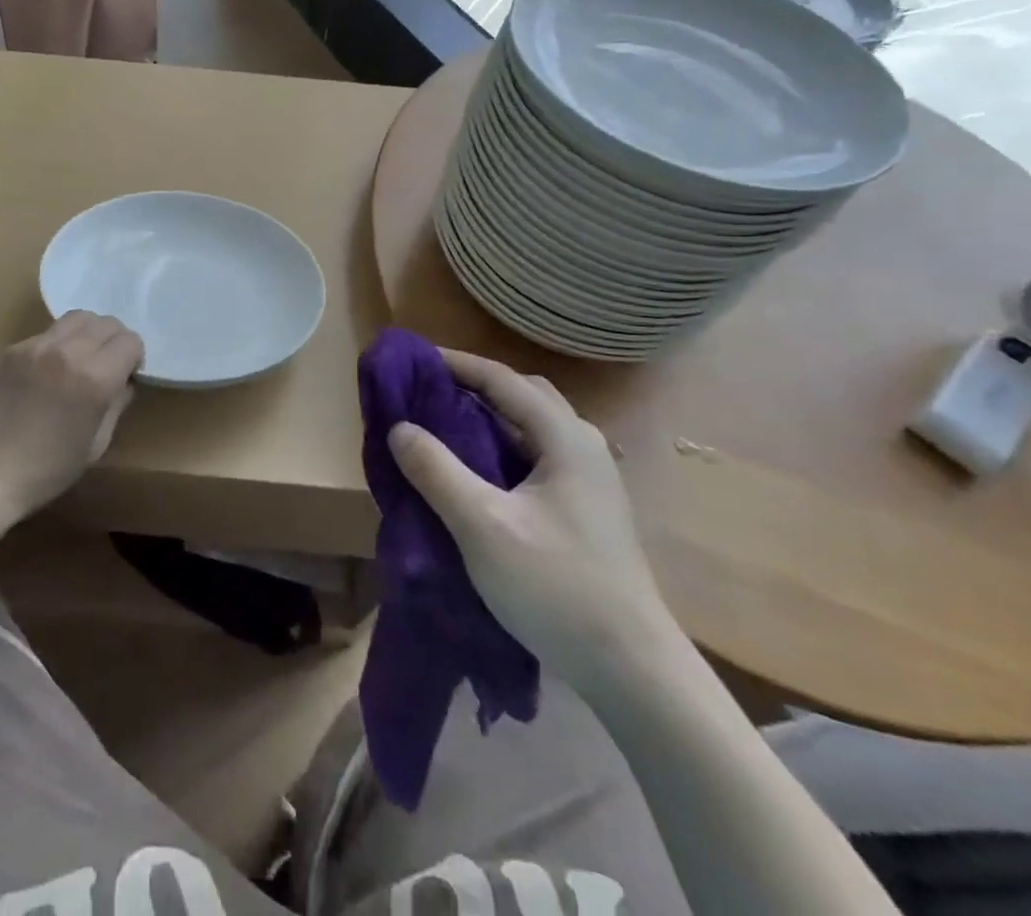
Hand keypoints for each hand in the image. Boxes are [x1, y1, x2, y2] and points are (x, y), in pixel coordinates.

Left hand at [0, 312, 143, 517]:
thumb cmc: (47, 469)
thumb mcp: (97, 443)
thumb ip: (117, 403)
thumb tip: (125, 380)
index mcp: (94, 377)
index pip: (130, 341)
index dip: (134, 358)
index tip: (125, 376)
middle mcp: (67, 352)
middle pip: (106, 322)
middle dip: (113, 342)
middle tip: (105, 366)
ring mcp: (35, 346)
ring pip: (76, 318)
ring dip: (87, 334)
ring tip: (78, 360)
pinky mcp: (11, 349)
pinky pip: (46, 334)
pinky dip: (56, 346)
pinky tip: (45, 373)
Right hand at [389, 349, 676, 698]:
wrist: (631, 670)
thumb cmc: (556, 586)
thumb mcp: (482, 526)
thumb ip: (437, 471)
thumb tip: (399, 427)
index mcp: (565, 438)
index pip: (502, 379)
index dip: (455, 364)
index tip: (412, 360)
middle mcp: (582, 446)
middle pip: (522, 395)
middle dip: (474, 385)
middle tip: (427, 391)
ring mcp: (589, 479)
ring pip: (530, 427)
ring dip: (488, 416)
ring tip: (442, 425)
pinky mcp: (585, 508)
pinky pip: (534, 455)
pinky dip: (500, 446)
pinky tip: (475, 470)